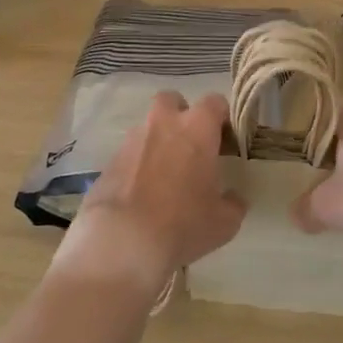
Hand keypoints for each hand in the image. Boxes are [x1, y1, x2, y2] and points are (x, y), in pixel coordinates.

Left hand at [53, 91, 244, 295]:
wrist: (121, 241)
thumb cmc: (182, 223)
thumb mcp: (223, 222)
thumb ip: (233, 203)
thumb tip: (233, 198)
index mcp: (197, 128)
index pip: (215, 103)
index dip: (223, 119)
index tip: (226, 141)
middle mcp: (163, 123)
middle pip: (172, 101)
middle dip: (181, 116)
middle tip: (190, 146)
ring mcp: (132, 140)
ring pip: (148, 127)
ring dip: (158, 141)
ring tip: (164, 175)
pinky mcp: (109, 161)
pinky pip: (130, 153)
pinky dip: (137, 164)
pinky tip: (142, 193)